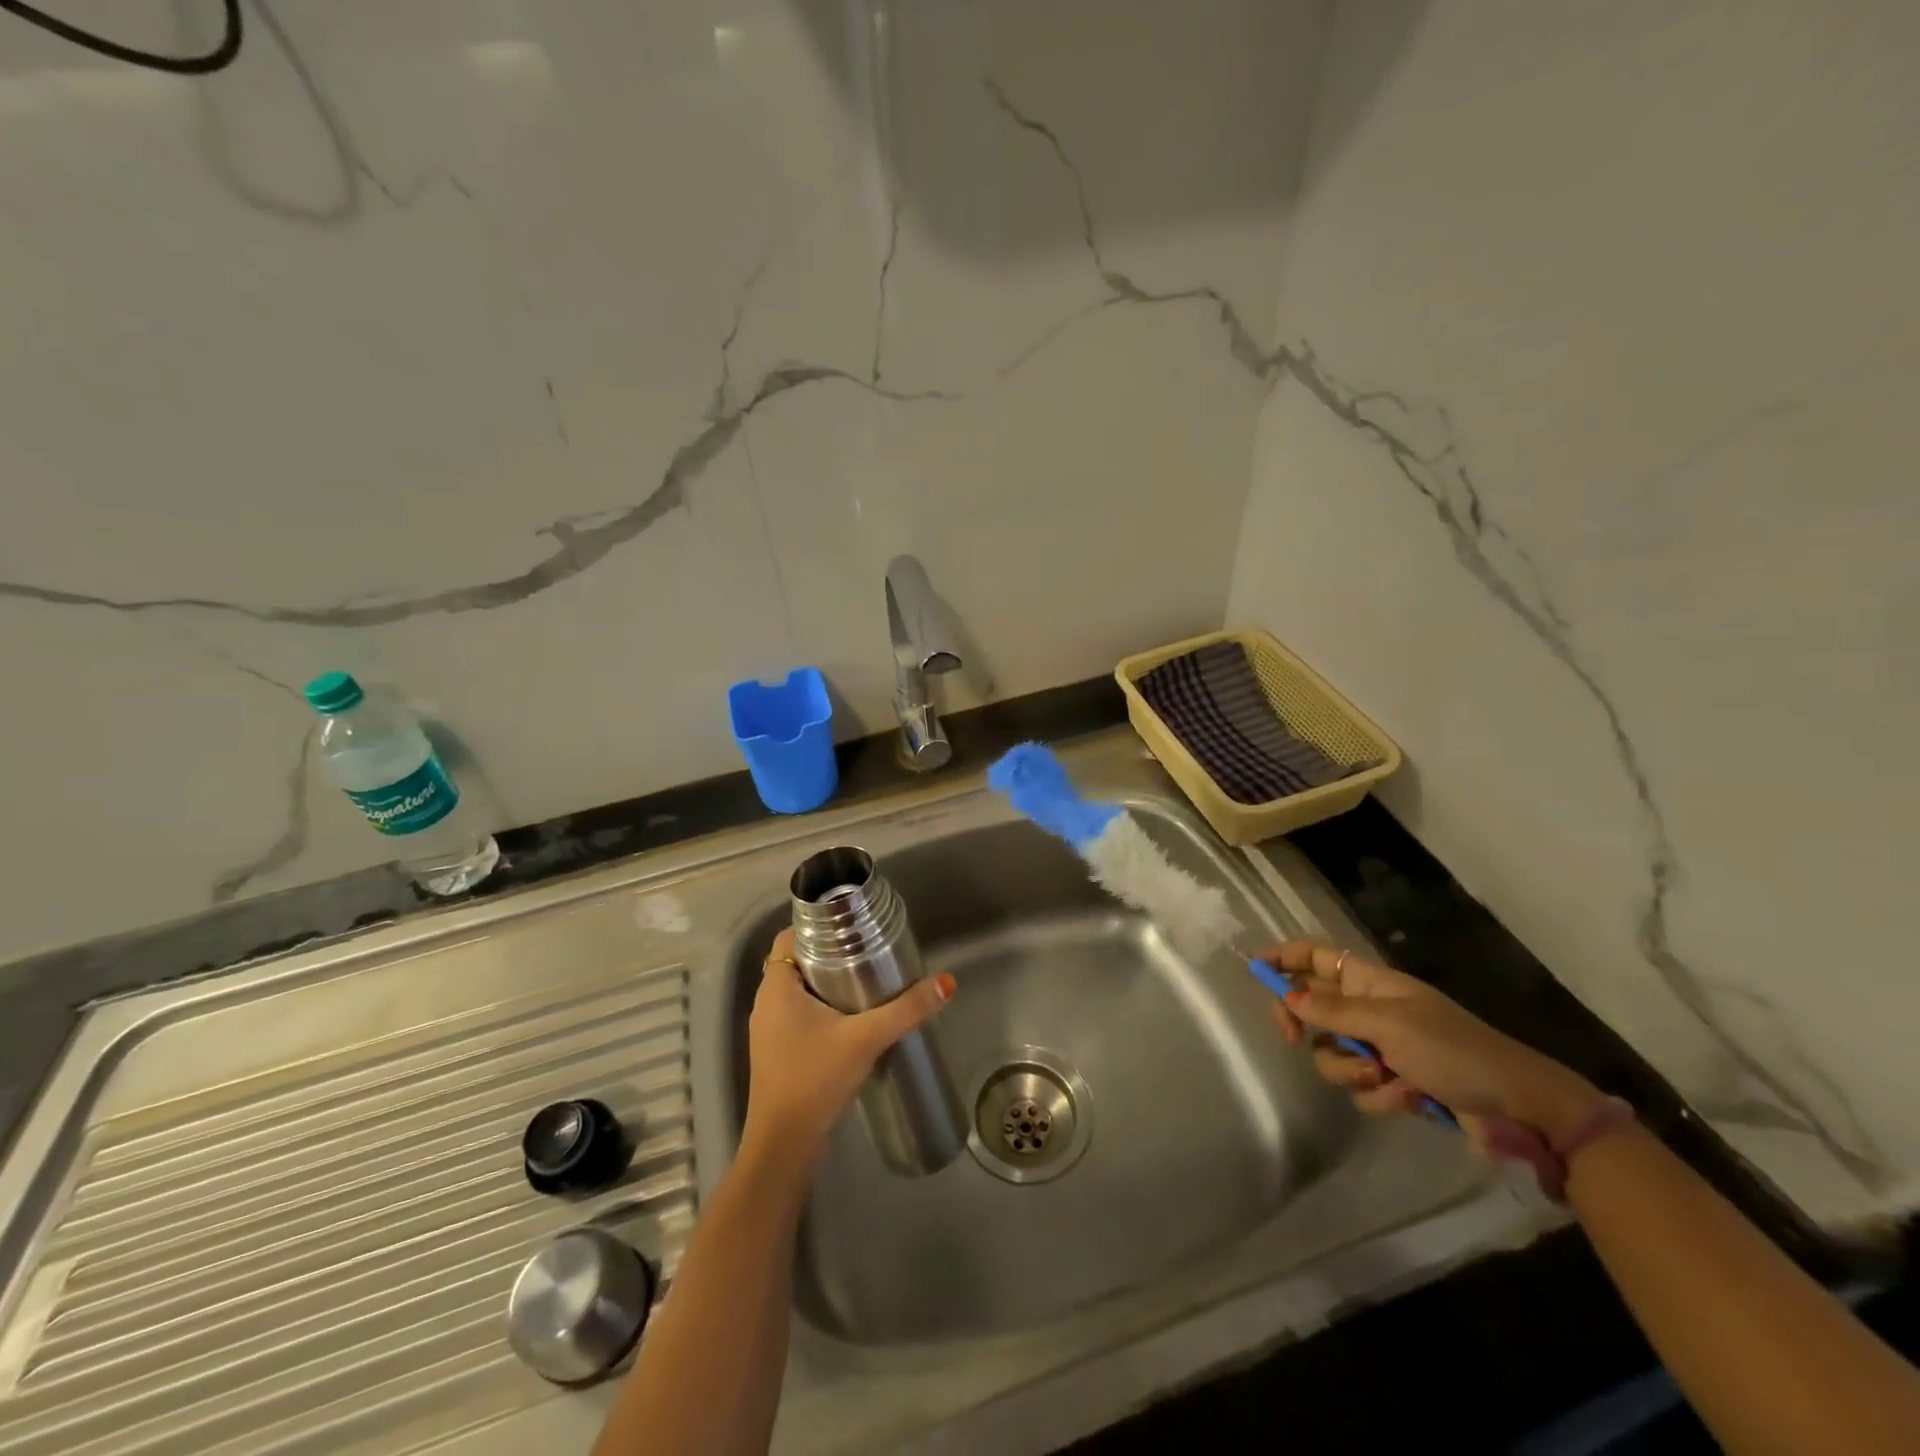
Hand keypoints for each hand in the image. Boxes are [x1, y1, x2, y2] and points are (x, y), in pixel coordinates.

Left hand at [741, 928, 955, 1172]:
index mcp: (776, 987)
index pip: (791, 936)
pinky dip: (821, 1006)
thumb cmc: (815, 1079)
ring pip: (798, 989)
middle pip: (797, 960)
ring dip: (827, 981)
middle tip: (868, 948)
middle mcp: (766, 1002)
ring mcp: (769, 1030)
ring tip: (866, 977)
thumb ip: (907, 1010)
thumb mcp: (866, 1039)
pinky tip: (852, 1016)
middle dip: (830, 952)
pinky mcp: (777, 1052)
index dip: (818, 924)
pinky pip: (798, 1013)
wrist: (784, 1146)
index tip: (853, 924)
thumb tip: (946, 982)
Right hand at [1262, 940, 1604, 1142]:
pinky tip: (1410, 1098)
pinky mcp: (1397, 1084)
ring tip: (1384, 1077)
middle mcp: (1371, 1010)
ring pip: (1333, 1053)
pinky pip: (1361, 1087)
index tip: (1254, 970)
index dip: (1285, 957)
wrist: (1518, 1106)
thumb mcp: (1387, 1024)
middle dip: (1305, 1024)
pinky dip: (1380, 1096)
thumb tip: (1288, 997)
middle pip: (1314, 1006)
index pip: (1317, 957)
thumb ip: (1332, 1011)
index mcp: (1371, 983)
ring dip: (1350, 1069)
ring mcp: (1383, 1048)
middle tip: (1294, 1037)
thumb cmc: (1452, 1050)